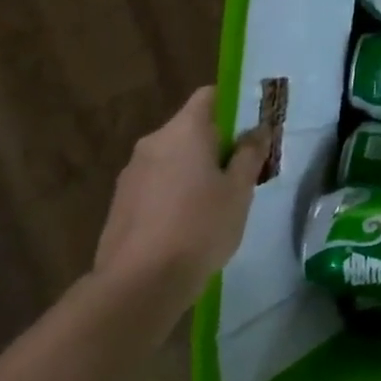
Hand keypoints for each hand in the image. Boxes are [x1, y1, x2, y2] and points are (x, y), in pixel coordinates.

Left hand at [93, 88, 268, 315]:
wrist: (139, 284)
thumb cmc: (200, 226)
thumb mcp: (240, 189)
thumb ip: (250, 154)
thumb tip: (258, 130)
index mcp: (183, 132)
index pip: (209, 96)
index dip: (234, 103)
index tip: (255, 124)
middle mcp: (153, 144)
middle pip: (192, 128)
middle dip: (219, 141)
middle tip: (246, 166)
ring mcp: (131, 174)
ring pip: (174, 157)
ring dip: (197, 167)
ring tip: (222, 197)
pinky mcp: (121, 203)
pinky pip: (159, 182)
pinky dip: (177, 189)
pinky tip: (193, 219)